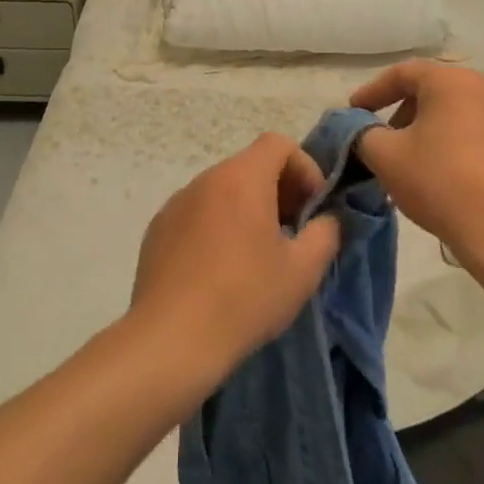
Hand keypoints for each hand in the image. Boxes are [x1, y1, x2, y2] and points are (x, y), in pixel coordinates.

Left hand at [129, 133, 342, 391]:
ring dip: (247, 209)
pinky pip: (197, 213)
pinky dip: (216, 226)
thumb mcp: (303, 270)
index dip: (304, 168)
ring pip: (223, 190)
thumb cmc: (245, 298)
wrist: (170, 339)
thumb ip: (325, 233)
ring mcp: (176, 202)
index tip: (312, 208)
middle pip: (250, 166)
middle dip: (278, 191)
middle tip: (292, 233)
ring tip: (257, 255)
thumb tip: (326, 219)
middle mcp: (206, 179)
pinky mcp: (157, 229)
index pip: (278, 143)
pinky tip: (219, 270)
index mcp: (242, 178)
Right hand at [349, 61, 483, 264]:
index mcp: (453, 82)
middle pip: (439, 92)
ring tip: (428, 166)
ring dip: (443, 132)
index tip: (355, 112)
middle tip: (390, 142)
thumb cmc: (442, 184)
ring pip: (470, 116)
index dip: (374, 91)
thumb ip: (364, 134)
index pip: (404, 73)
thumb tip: (362, 130)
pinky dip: (475, 151)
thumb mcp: (386, 158)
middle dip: (409, 113)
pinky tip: (466, 183)